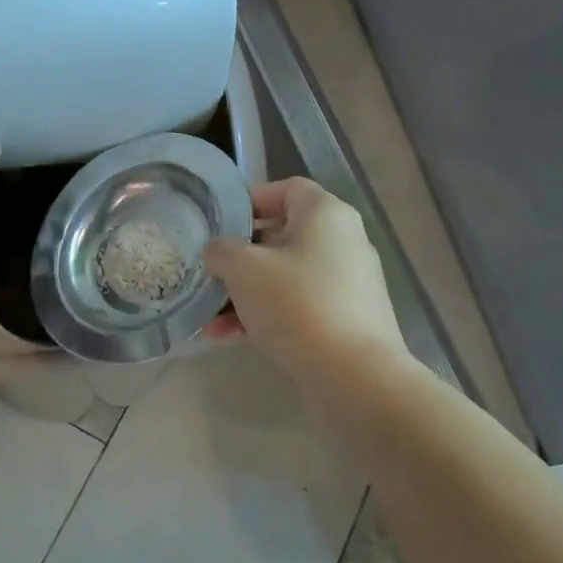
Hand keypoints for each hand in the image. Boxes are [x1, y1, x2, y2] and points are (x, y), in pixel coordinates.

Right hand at [202, 178, 405, 378]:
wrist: (353, 373)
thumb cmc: (295, 302)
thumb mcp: (243, 268)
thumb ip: (221, 250)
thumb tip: (218, 250)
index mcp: (325, 214)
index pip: (286, 189)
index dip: (250, 200)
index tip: (219, 222)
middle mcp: (343, 240)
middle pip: (282, 236)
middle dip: (240, 257)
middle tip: (210, 272)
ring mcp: (348, 282)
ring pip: (285, 276)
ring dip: (246, 293)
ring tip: (210, 318)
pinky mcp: (347, 318)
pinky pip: (298, 306)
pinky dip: (267, 315)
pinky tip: (230, 338)